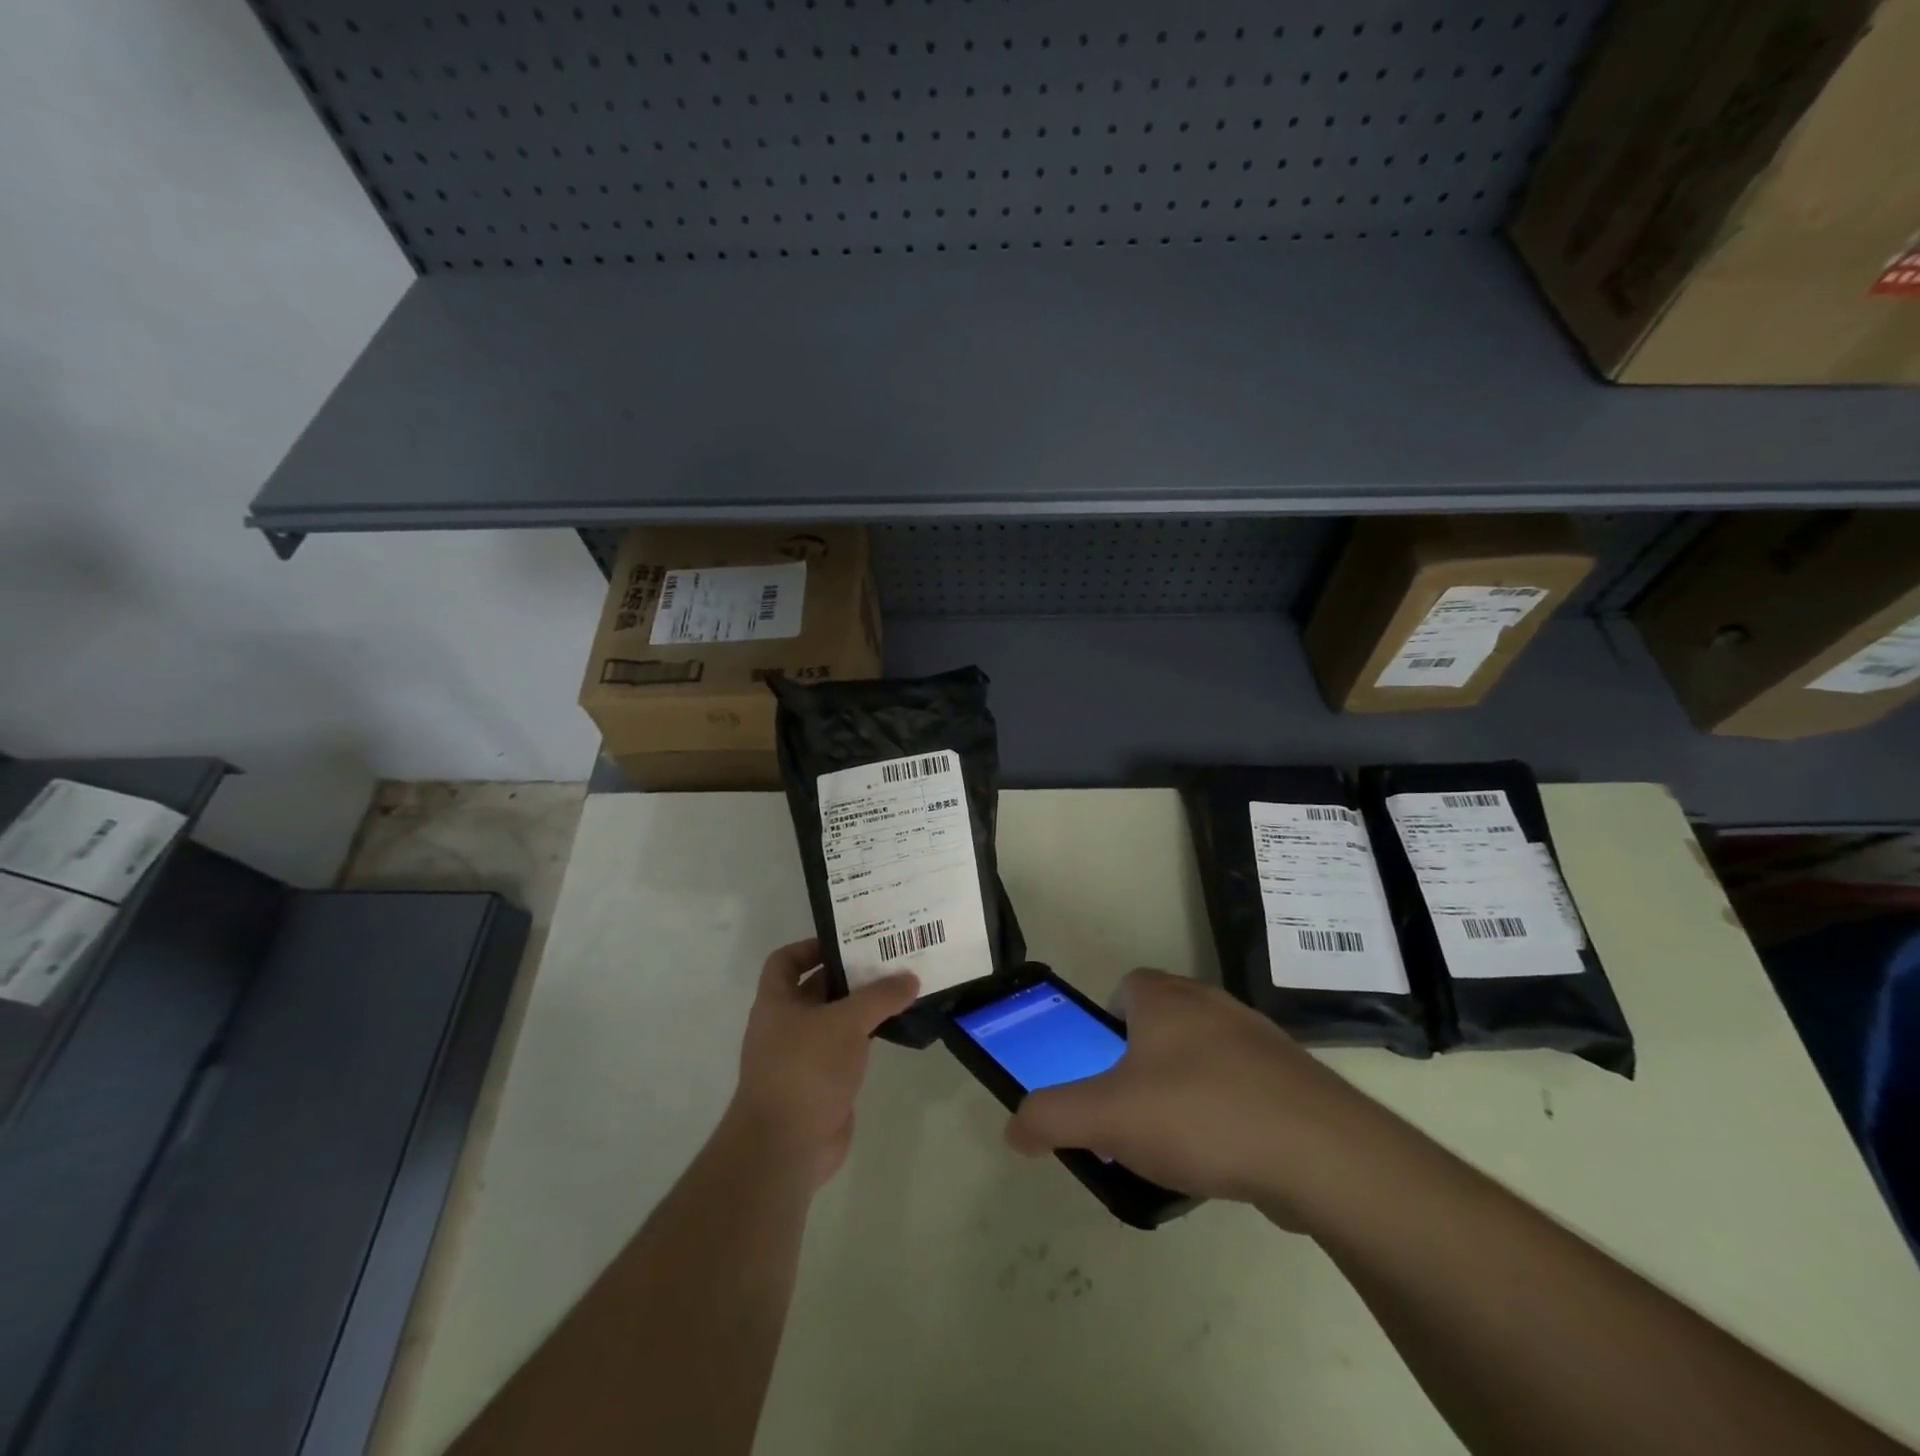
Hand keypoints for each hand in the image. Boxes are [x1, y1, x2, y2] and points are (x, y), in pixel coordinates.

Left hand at [727, 939, 918, 1188]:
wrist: (786, 1146)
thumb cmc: (806, 1068)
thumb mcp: (846, 1022)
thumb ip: (880, 996)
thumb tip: (910, 978)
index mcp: (776, 1002)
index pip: (785, 961)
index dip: (810, 946)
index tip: (847, 941)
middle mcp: (785, 1025)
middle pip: (816, 988)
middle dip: (848, 974)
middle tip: (888, 959)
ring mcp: (803, 1056)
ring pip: (835, 1020)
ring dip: (862, 1007)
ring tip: (900, 989)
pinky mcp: (822, 1083)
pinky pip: (846, 1050)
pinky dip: (866, 1037)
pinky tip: (895, 1028)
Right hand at [1004, 970, 1383, 1225]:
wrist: (1321, 1154)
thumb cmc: (1200, 1114)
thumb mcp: (1107, 1117)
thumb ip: (1051, 1116)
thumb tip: (1013, 1128)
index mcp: (1166, 998)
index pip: (1126, 985)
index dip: (1107, 1020)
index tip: (1102, 1066)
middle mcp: (1213, 1004)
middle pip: (1164, 1020)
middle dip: (1141, 1060)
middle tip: (1129, 1110)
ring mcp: (1260, 1040)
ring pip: (1205, 1054)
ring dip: (1184, 1087)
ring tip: (1174, 1143)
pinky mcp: (1294, 1080)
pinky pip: (1244, 1087)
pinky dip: (1227, 1112)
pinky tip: (1225, 1157)